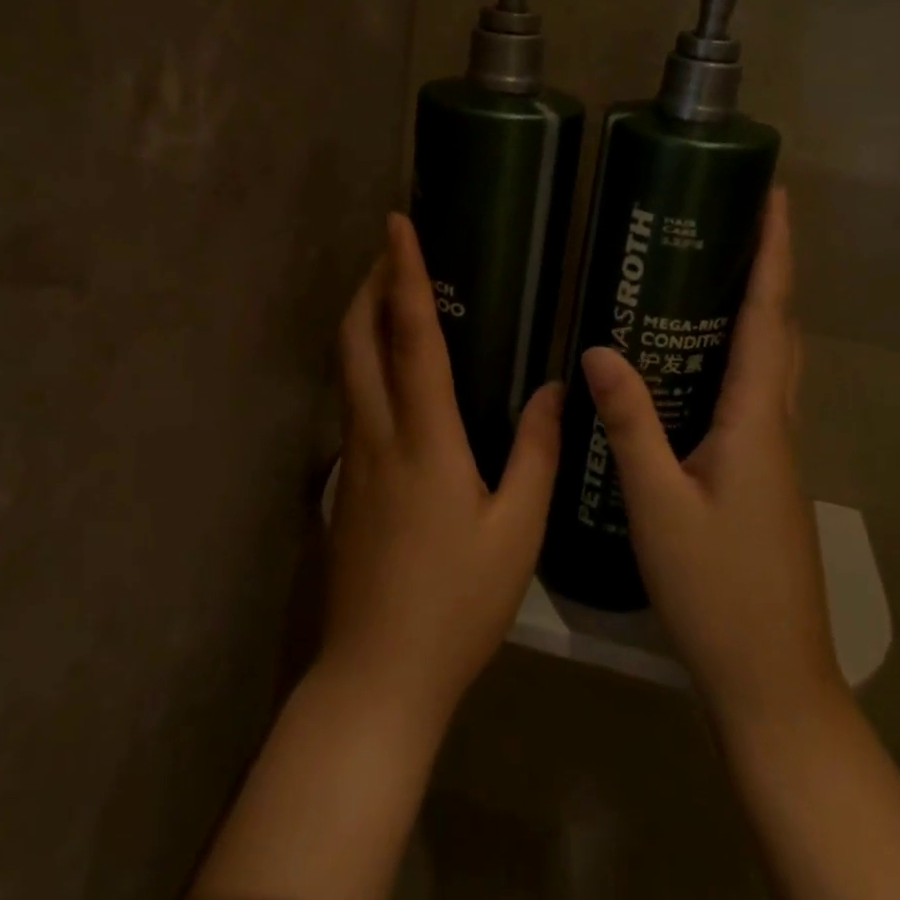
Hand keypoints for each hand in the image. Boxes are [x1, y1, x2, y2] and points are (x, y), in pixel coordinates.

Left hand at [324, 213, 561, 733]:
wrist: (376, 674)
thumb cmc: (456, 604)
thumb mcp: (517, 532)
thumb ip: (537, 454)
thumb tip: (555, 390)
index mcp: (424, 439)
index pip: (409, 336)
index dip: (403, 274)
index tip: (398, 225)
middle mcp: (377, 434)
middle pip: (355, 339)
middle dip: (367, 283)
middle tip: (391, 248)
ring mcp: (352, 458)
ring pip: (346, 368)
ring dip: (361, 319)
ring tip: (392, 293)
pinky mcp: (344, 482)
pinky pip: (351, 400)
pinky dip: (364, 362)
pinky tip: (394, 372)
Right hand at [581, 190, 844, 736]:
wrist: (772, 680)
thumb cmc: (716, 589)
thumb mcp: (657, 503)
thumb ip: (630, 424)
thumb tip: (599, 350)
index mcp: (759, 420)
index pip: (769, 317)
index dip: (774, 254)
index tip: (776, 198)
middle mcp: (778, 426)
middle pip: (781, 332)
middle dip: (768, 272)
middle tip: (735, 226)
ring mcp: (777, 455)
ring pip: (775, 365)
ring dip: (758, 313)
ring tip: (716, 277)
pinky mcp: (765, 478)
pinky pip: (759, 396)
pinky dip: (743, 358)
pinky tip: (701, 367)